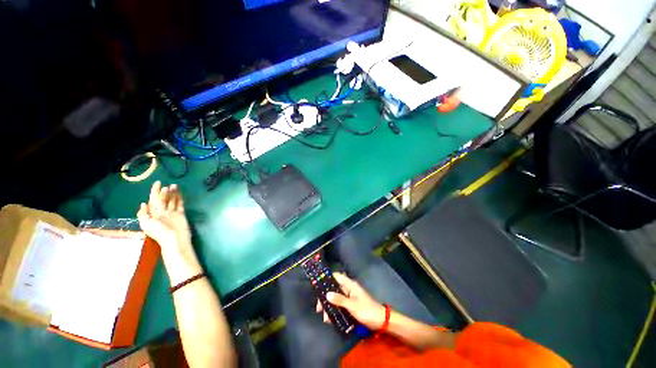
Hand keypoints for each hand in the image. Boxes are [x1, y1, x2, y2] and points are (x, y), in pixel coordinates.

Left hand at [137, 181, 190, 249]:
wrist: (175, 240)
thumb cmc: (160, 232)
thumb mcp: (146, 224)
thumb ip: (143, 214)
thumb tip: (143, 203)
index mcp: (153, 214)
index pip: (153, 200)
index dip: (154, 191)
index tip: (158, 183)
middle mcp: (162, 212)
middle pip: (163, 199)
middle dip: (165, 191)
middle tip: (168, 185)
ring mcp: (172, 213)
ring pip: (172, 201)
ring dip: (173, 193)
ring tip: (175, 186)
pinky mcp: (180, 215)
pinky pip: (180, 205)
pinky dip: (180, 199)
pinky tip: (180, 194)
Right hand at [316, 272, 385, 329]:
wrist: (380, 320)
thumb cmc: (366, 310)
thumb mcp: (352, 305)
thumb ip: (339, 299)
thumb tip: (326, 294)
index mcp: (350, 285)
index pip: (337, 277)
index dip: (328, 278)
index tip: (318, 285)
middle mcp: (349, 289)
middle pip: (334, 288)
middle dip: (326, 297)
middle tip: (319, 308)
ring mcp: (349, 297)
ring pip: (336, 298)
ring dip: (330, 307)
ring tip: (325, 318)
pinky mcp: (350, 305)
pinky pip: (340, 306)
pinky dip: (335, 311)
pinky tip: (330, 320)